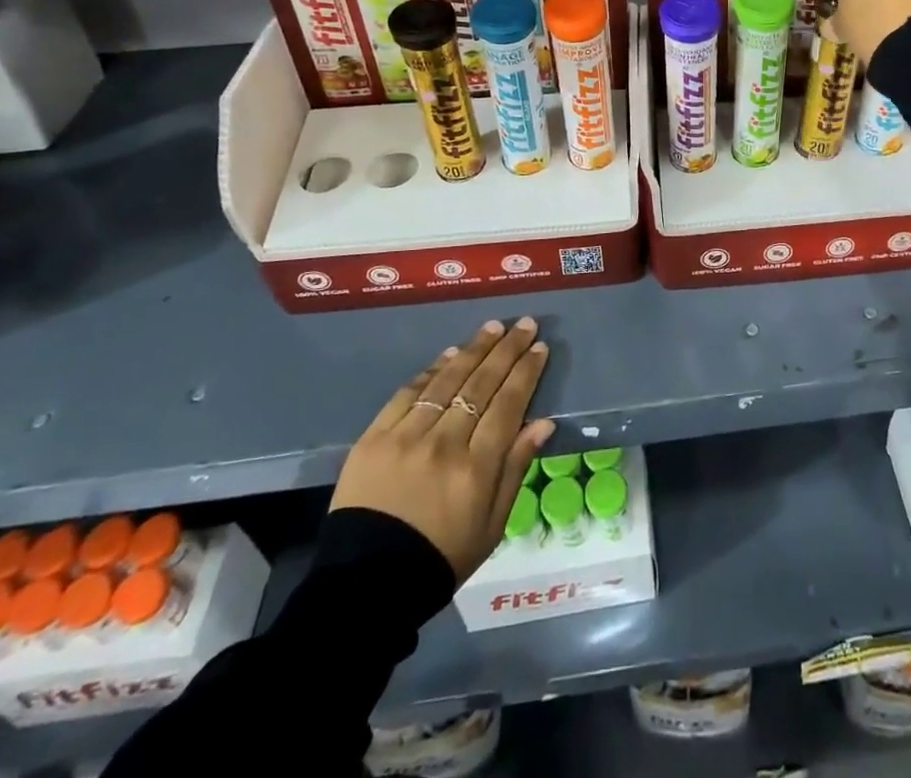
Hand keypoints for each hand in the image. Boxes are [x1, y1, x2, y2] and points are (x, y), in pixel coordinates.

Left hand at [331, 317, 555, 581]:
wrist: (366, 587)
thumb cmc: (441, 558)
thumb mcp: (493, 525)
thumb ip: (516, 468)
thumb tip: (544, 422)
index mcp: (477, 468)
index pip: (509, 404)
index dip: (527, 372)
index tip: (540, 347)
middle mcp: (444, 444)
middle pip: (481, 384)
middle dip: (507, 350)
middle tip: (524, 324)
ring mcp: (406, 437)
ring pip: (447, 381)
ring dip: (473, 350)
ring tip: (492, 328)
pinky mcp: (374, 438)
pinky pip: (408, 393)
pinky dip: (432, 370)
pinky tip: (450, 354)